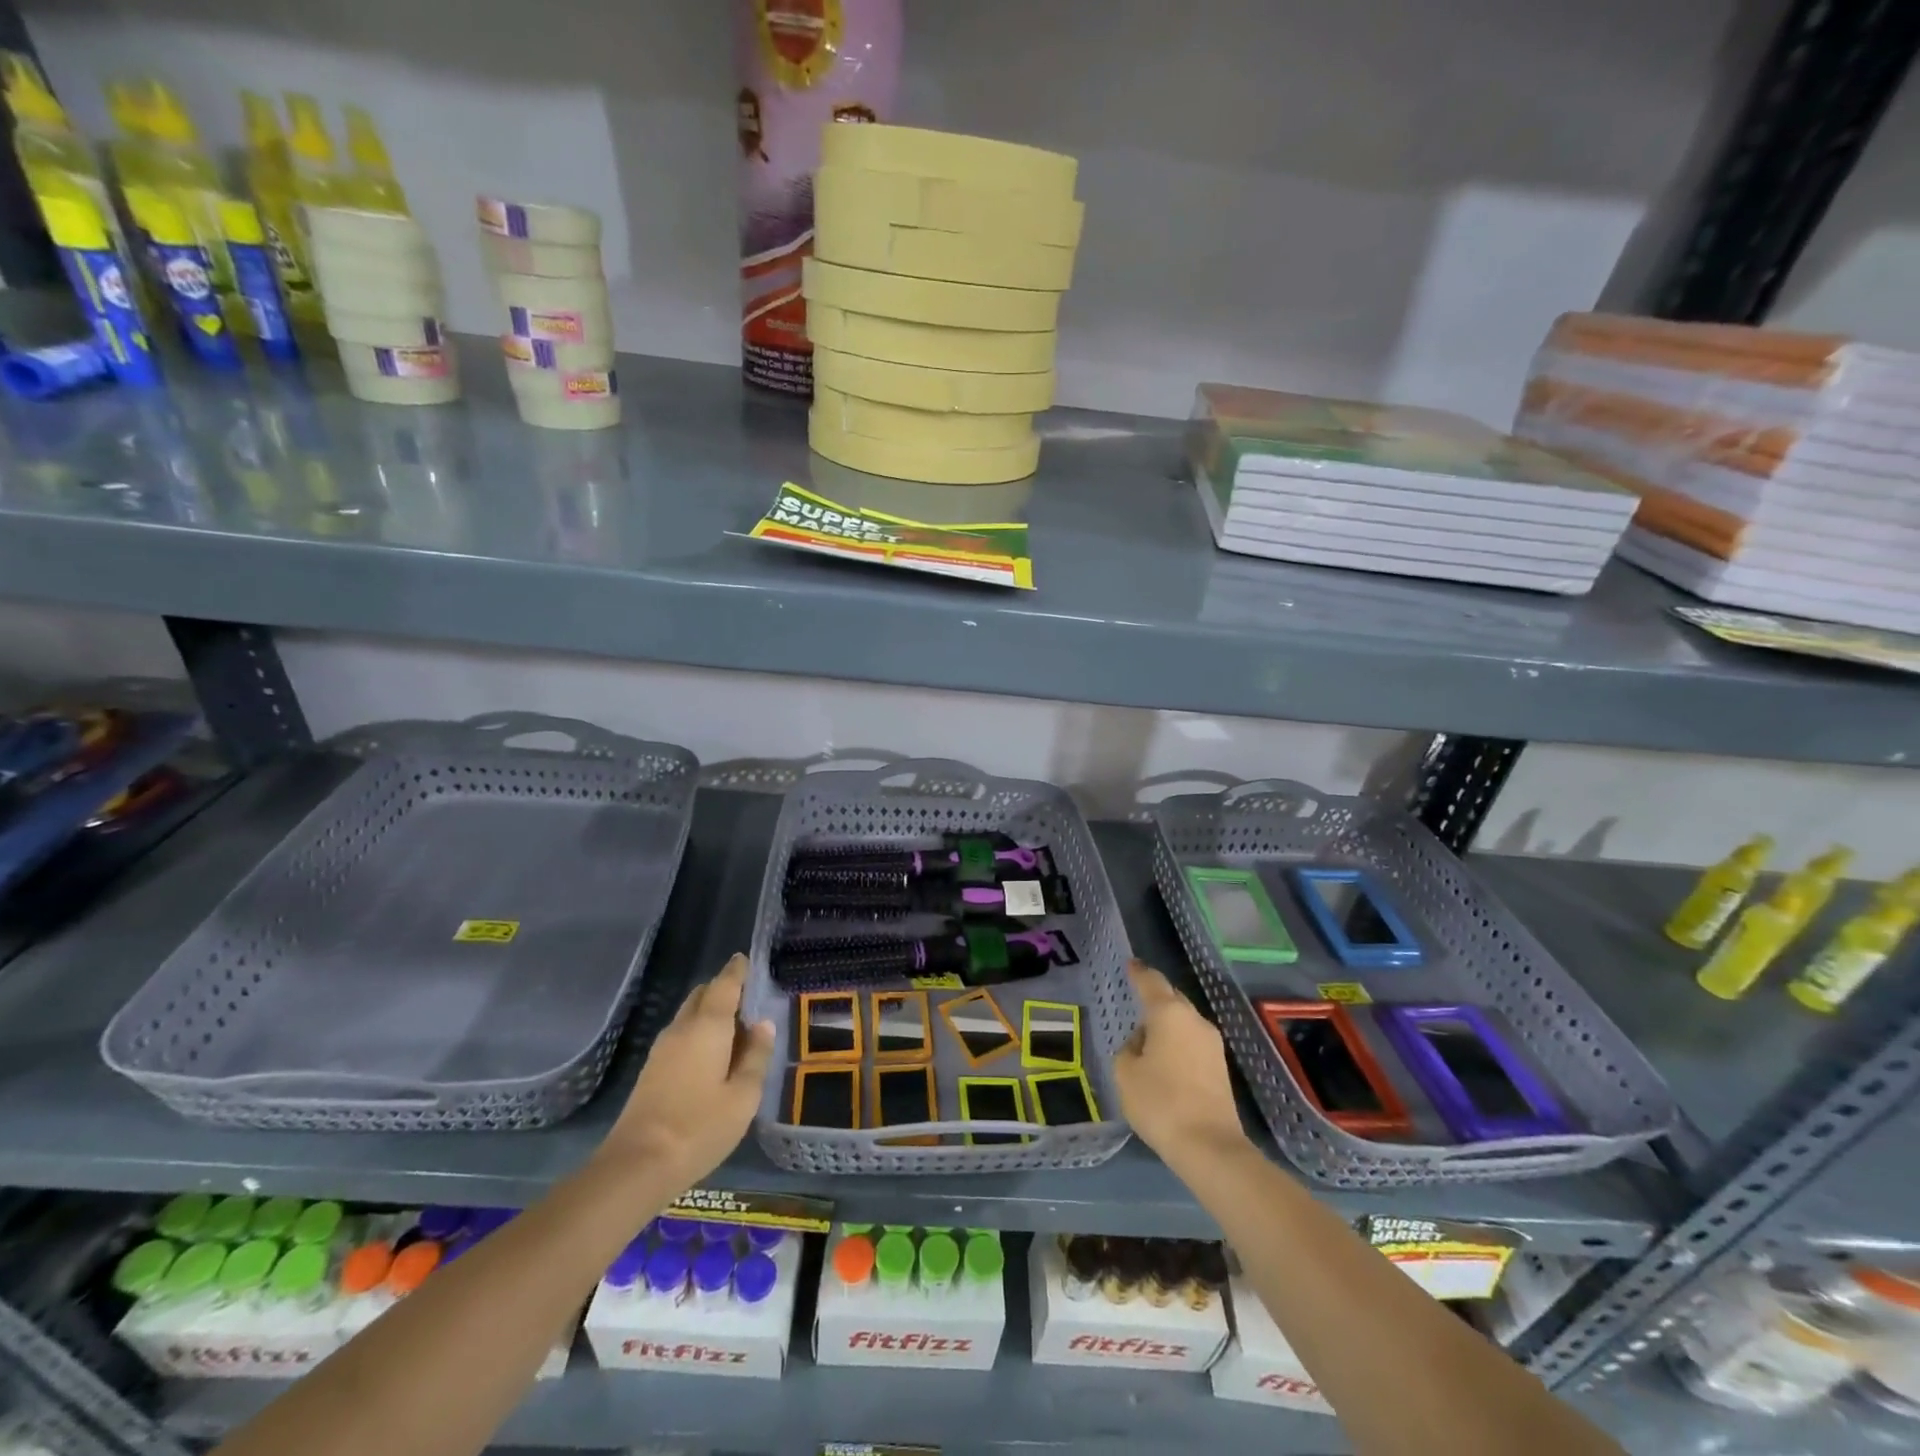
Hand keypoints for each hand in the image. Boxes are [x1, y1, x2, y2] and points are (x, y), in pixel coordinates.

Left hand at [601, 954, 774, 1189]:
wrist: (636, 1166)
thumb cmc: (700, 1127)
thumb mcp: (743, 1096)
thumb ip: (756, 1056)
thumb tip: (763, 1025)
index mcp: (708, 1026)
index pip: (724, 984)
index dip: (737, 970)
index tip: (746, 959)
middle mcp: (682, 1028)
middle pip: (702, 995)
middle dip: (723, 989)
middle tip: (748, 1000)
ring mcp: (662, 1049)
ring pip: (689, 1015)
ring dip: (710, 1012)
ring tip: (735, 1029)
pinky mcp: (651, 1070)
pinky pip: (681, 1034)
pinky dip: (698, 1031)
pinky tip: (712, 1054)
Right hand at [1113, 961, 1248, 1169]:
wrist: (1209, 1146)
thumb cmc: (1160, 1102)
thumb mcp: (1126, 1073)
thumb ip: (1129, 1049)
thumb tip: (1142, 1043)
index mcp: (1169, 1013)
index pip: (1151, 981)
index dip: (1139, 972)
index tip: (1130, 964)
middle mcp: (1195, 1020)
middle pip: (1172, 998)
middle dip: (1156, 996)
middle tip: (1136, 1000)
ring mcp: (1212, 1043)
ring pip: (1185, 1021)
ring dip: (1168, 1023)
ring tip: (1148, 1035)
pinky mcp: (1220, 1066)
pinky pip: (1193, 1041)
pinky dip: (1178, 1042)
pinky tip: (1166, 1058)